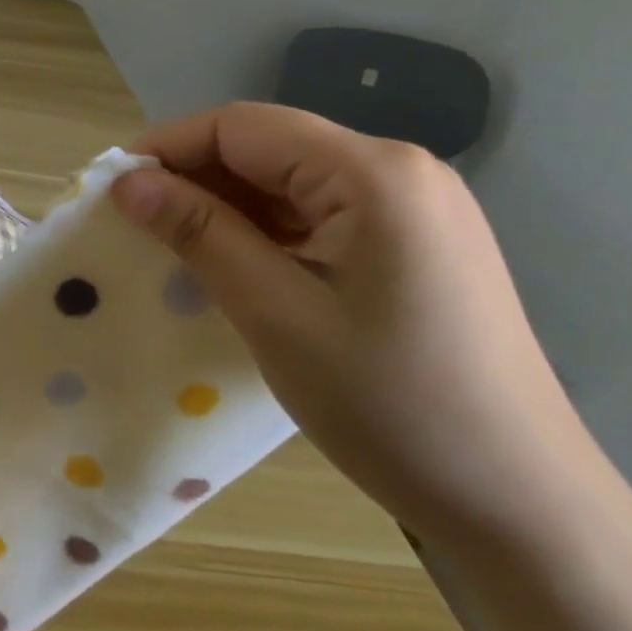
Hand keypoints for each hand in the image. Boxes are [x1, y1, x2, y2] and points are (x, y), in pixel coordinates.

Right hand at [110, 102, 602, 546]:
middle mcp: (399, 173)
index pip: (243, 126)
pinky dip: (262, 233)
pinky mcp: (412, 247)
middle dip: (193, 178)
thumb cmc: (390, 405)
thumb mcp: (275, 313)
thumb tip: (128, 184)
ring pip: (289, 183)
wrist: (521, 503)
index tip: (110, 191)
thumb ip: (200, 234)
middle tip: (132, 225)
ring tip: (169, 249)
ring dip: (224, 208)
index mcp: (373, 173)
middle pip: (267, 148)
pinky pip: (317, 217)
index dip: (167, 148)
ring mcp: (413, 210)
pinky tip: (229, 267)